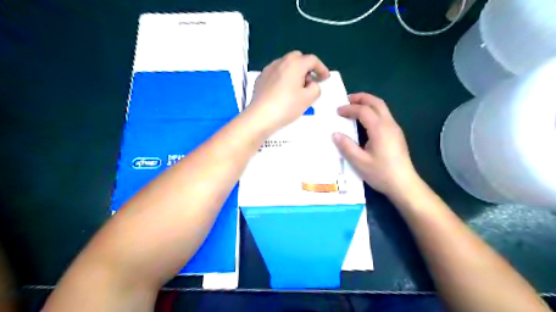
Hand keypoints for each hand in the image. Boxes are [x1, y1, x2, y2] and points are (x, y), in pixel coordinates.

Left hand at [245, 50, 325, 134]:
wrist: (261, 117)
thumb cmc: (287, 107)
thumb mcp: (308, 99)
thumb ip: (316, 88)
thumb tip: (311, 84)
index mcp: (295, 64)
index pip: (312, 60)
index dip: (321, 68)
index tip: (325, 78)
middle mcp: (281, 62)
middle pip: (298, 58)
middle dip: (306, 68)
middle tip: (310, 82)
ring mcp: (268, 69)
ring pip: (285, 65)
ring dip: (294, 72)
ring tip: (296, 88)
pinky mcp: (261, 79)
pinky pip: (276, 73)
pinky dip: (283, 77)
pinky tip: (283, 91)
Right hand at [332, 93, 419, 198]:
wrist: (404, 184)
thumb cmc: (381, 173)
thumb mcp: (359, 162)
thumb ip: (347, 146)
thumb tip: (335, 134)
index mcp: (379, 129)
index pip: (363, 111)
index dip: (349, 108)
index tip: (337, 111)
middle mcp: (389, 124)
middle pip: (377, 102)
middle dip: (362, 98)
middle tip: (347, 99)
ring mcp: (395, 129)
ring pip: (382, 108)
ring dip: (368, 103)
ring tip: (355, 107)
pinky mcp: (397, 135)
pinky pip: (384, 115)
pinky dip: (373, 111)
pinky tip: (365, 121)